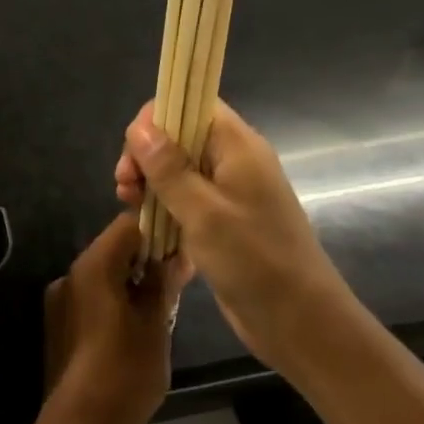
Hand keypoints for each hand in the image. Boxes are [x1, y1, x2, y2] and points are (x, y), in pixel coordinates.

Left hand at [41, 212, 188, 423]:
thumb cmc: (124, 373)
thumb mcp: (155, 325)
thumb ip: (162, 284)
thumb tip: (173, 256)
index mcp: (93, 267)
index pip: (127, 225)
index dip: (158, 229)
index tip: (184, 246)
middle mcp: (70, 275)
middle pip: (113, 248)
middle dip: (147, 257)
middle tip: (180, 279)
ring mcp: (60, 300)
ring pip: (103, 274)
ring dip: (132, 280)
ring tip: (163, 304)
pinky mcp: (59, 323)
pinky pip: (92, 297)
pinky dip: (115, 299)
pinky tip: (138, 325)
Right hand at [115, 99, 346, 371]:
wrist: (297, 319)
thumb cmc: (253, 260)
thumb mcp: (204, 212)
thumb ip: (169, 168)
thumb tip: (139, 126)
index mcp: (238, 147)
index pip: (192, 104)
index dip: (156, 119)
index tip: (133, 155)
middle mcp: (234, 162)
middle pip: (180, 136)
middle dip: (146, 155)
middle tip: (125, 188)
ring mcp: (228, 193)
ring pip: (179, 170)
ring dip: (150, 183)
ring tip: (130, 207)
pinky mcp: (223, 222)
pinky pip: (185, 199)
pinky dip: (163, 206)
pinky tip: (146, 225)